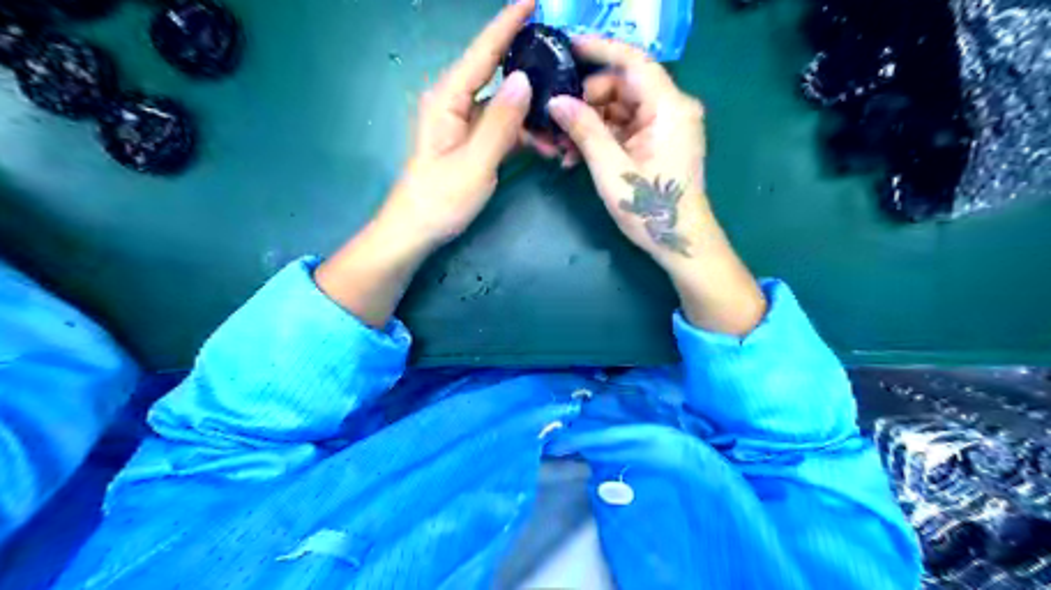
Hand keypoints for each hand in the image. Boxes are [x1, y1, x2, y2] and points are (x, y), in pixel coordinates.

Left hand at [312, 0, 534, 327]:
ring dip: (533, 112)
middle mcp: (454, 102)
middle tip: (566, 61)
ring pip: (505, 104)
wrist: (416, 232)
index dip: (508, 24)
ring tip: (565, 120)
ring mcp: (463, 123)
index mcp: (448, 99)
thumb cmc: (440, 200)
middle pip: (496, 72)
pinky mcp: (471, 142)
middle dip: (530, 66)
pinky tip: (547, 144)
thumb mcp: (474, 164)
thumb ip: (500, 123)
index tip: (534, 1)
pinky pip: (503, 127)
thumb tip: (524, 78)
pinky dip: (525, 133)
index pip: (483, 52)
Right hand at [542, 36, 705, 271]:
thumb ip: (584, 130)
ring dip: (589, 124)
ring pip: (620, 109)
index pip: (633, 62)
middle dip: (586, 101)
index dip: (599, 50)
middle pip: (622, 87)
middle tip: (555, 122)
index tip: (565, 47)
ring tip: (562, 147)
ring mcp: (665, 126)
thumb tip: (555, 101)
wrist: (681, 241)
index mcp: (669, 107)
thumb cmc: (650, 207)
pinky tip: (577, 156)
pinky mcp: (658, 143)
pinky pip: (625, 128)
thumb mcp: (611, 168)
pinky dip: (602, 138)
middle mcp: (672, 108)